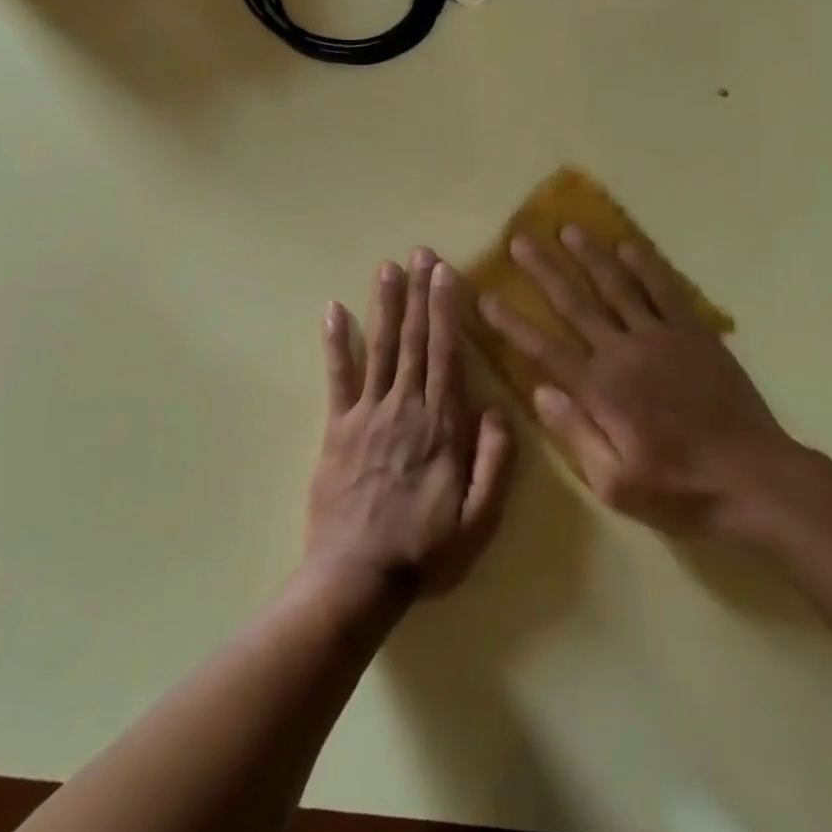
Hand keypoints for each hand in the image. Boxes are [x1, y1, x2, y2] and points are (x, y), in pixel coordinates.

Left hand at [306, 249, 513, 598]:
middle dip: (419, 293)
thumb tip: (497, 409)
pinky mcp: (336, 430)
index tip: (447, 272)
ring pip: (380, 348)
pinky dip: (336, 343)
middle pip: (414, 340)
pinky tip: (334, 311)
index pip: (448, 354)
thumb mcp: (481, 518)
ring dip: (386, 305)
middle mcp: (406, 407)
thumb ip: (495, 461)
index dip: (447, 310)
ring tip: (388, 267)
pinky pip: (337, 378)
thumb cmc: (426, 550)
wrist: (356, 579)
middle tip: (420, 252)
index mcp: (442, 425)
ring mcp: (366, 415)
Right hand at [479, 226, 798, 536]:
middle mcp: (624, 352)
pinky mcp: (695, 333)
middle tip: (520, 239)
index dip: (510, 322)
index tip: (485, 294)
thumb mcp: (615, 483)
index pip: (543, 348)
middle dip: (544, 271)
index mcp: (600, 391)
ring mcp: (662, 337)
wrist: (753, 478)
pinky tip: (629, 245)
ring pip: (618, 286)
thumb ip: (574, 434)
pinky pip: (666, 289)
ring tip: (569, 228)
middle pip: (575, 304)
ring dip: (591, 255)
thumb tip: (538, 391)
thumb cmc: (680, 489)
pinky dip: (646, 265)